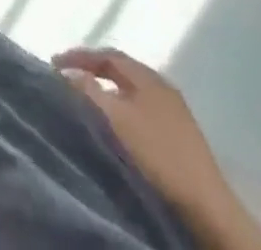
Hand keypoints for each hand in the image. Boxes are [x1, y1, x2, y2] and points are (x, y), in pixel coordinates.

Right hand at [53, 47, 260, 249]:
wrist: (207, 206)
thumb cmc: (157, 153)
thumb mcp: (115, 118)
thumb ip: (87, 90)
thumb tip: (67, 73)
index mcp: (147, 75)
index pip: (107, 54)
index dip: (78, 56)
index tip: (54, 64)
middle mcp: (162, 85)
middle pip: (121, 70)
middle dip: (92, 70)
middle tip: (68, 78)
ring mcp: (175, 111)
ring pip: (132, 91)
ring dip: (108, 91)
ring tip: (87, 100)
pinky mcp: (181, 135)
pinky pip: (142, 109)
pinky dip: (123, 109)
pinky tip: (116, 125)